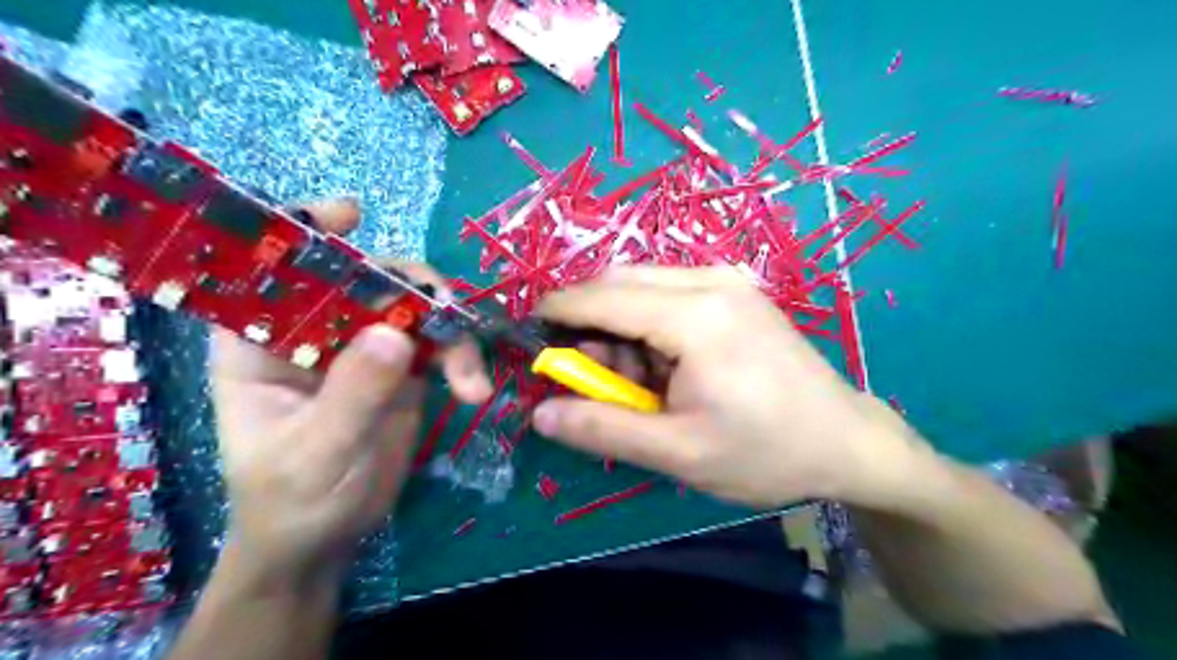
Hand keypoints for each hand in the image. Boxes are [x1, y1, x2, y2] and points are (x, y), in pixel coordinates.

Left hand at [209, 198, 490, 585]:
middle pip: (364, 278)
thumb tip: (397, 333)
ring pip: (412, 306)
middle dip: (412, 289)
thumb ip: (353, 394)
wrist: (326, 541)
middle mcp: (313, 331)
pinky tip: (473, 389)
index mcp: (260, 341)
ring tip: (469, 379)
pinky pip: (437, 341)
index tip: (351, 215)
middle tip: (448, 315)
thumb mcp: (316, 453)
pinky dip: (462, 357)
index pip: (273, 268)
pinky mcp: (401, 367)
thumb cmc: (293, 500)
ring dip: (450, 331)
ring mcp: (362, 346)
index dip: (306, 232)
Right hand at [534, 265, 927, 506]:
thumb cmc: (764, 452)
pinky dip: (648, 323)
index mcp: (697, 317)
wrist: (845, 441)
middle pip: (620, 281)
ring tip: (634, 380)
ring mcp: (728, 281)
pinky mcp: (736, 291)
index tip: (527, 333)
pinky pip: (670, 292)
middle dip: (589, 322)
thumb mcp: (678, 452)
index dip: (557, 311)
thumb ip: (603, 428)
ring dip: (619, 325)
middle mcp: (711, 281)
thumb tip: (540, 415)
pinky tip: (664, 364)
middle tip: (590, 375)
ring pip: (642, 285)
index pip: (603, 297)